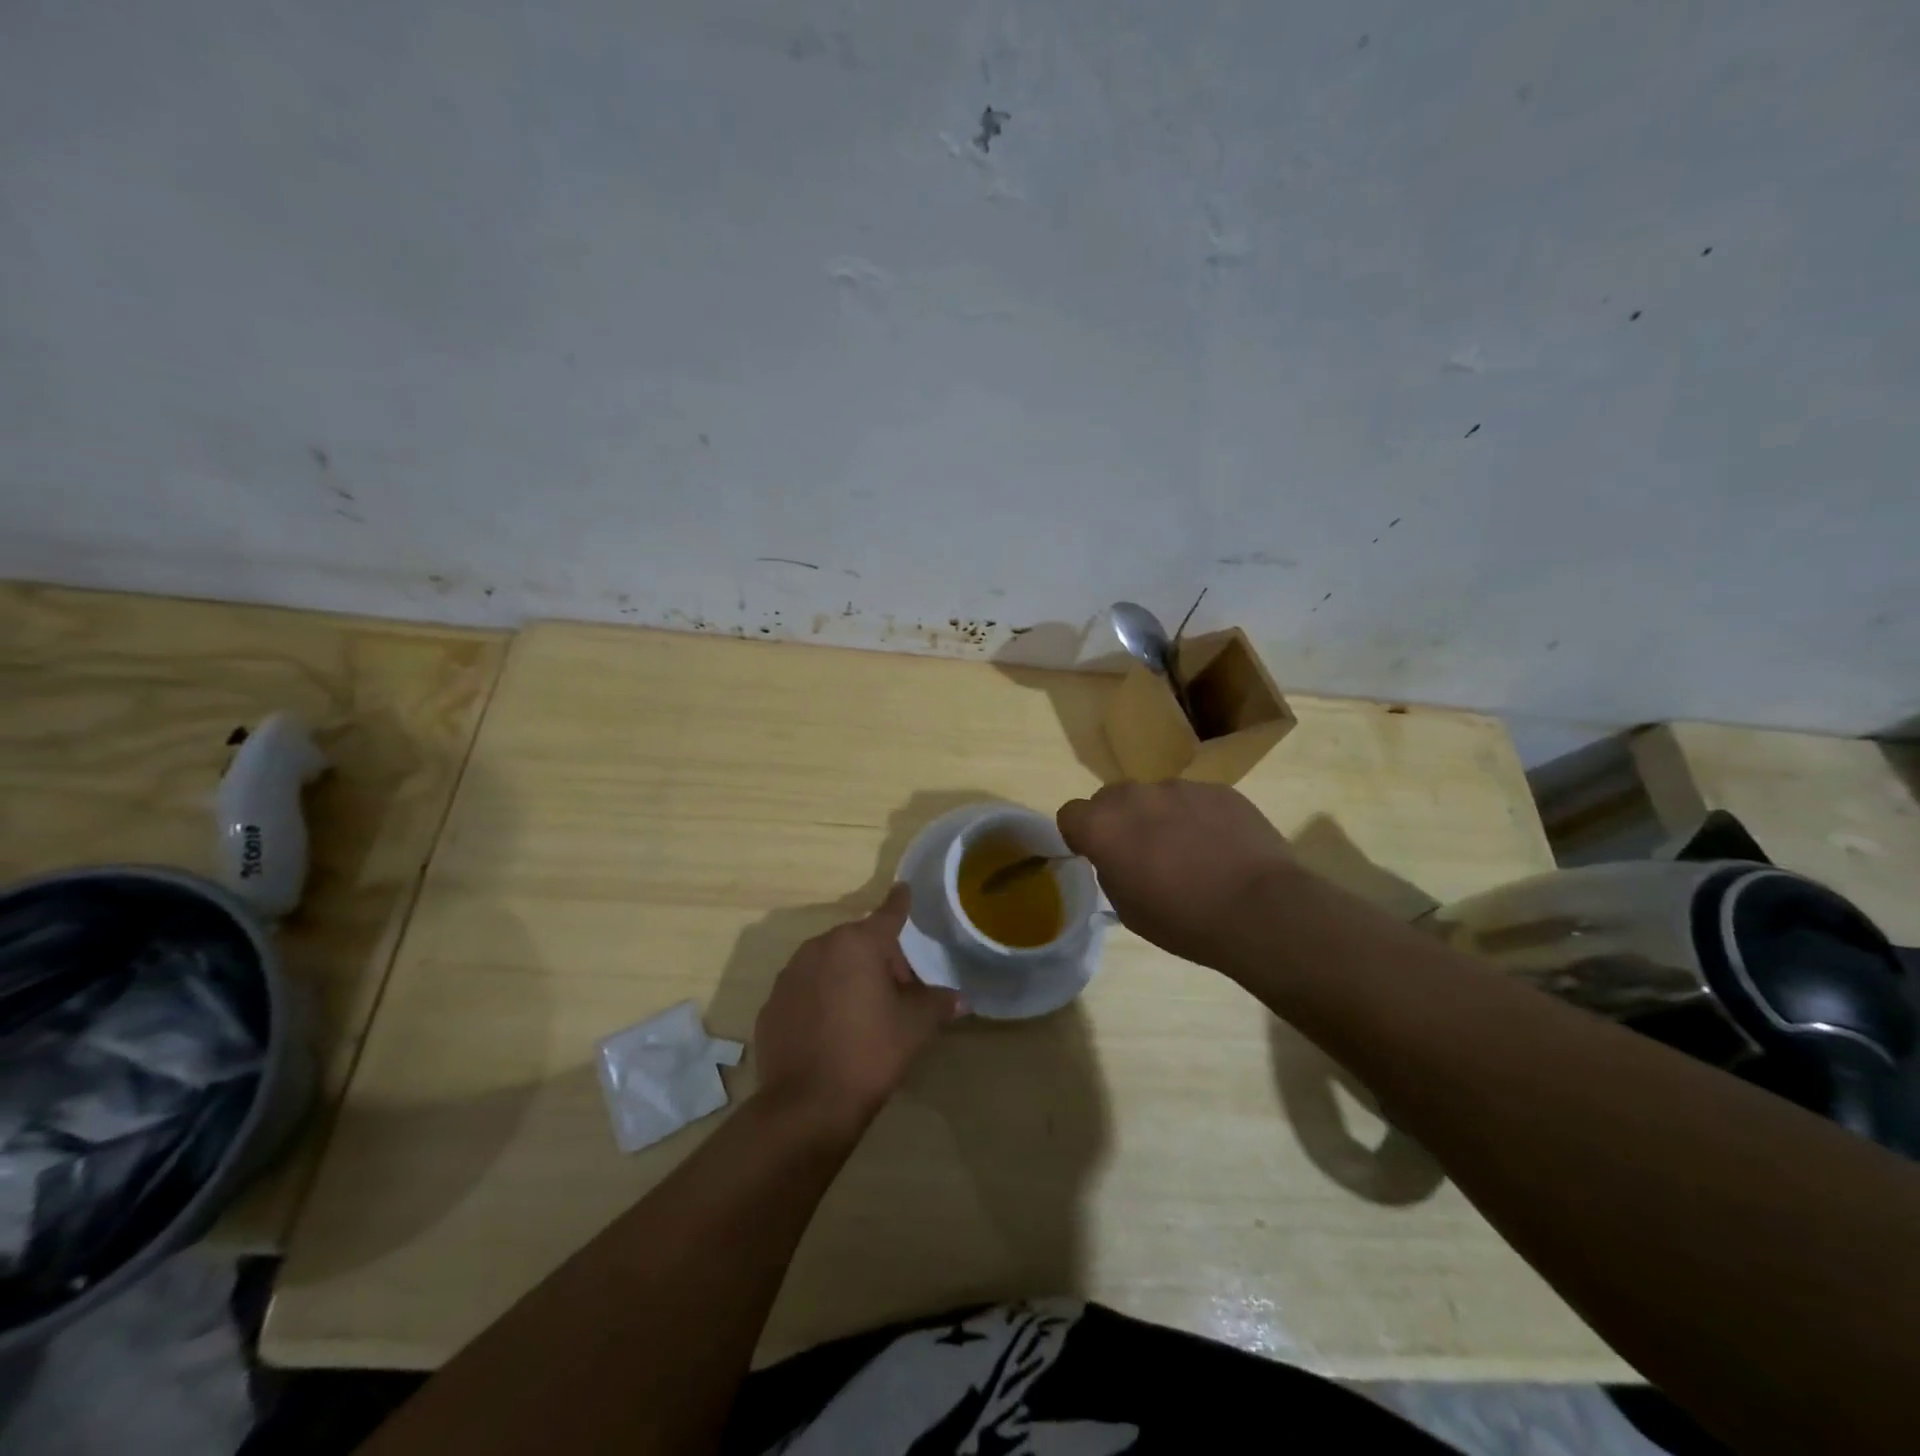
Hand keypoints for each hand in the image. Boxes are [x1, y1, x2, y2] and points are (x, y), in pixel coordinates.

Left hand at [753, 884, 961, 1130]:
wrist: (806, 1105)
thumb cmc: (870, 1053)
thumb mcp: (915, 1027)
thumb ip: (937, 1004)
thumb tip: (960, 999)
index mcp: (857, 943)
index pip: (887, 915)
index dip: (900, 903)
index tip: (903, 888)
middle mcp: (820, 948)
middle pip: (858, 943)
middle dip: (879, 959)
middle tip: (898, 992)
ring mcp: (790, 975)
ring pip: (829, 964)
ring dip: (848, 976)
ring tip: (864, 1012)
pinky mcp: (771, 1004)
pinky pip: (805, 990)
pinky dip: (821, 998)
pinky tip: (831, 1030)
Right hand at [1057, 781, 1298, 971]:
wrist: (1260, 909)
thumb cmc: (1184, 921)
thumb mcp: (1129, 910)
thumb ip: (1112, 872)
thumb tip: (1119, 858)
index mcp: (1103, 827)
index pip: (1070, 813)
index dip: (1079, 834)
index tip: (1095, 854)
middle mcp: (1135, 796)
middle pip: (1111, 798)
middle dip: (1119, 820)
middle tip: (1142, 853)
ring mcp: (1180, 787)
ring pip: (1156, 797)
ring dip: (1160, 817)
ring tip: (1190, 852)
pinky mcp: (1218, 789)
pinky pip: (1195, 799)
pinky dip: (1198, 817)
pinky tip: (1220, 847)